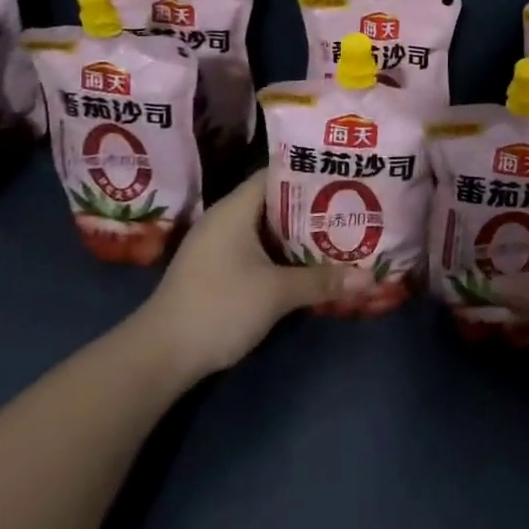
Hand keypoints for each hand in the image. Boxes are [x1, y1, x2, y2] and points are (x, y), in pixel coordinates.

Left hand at [133, 171, 369, 382]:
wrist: (159, 356)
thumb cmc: (219, 306)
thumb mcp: (276, 292)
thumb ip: (322, 281)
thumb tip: (369, 277)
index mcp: (235, 208)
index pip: (277, 173)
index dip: (310, 172)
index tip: (344, 174)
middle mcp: (225, 218)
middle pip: (275, 200)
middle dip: (312, 206)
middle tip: (352, 205)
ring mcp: (218, 245)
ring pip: (267, 228)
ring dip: (298, 232)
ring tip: (338, 232)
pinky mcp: (216, 270)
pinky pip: (257, 249)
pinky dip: (282, 252)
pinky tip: (307, 263)